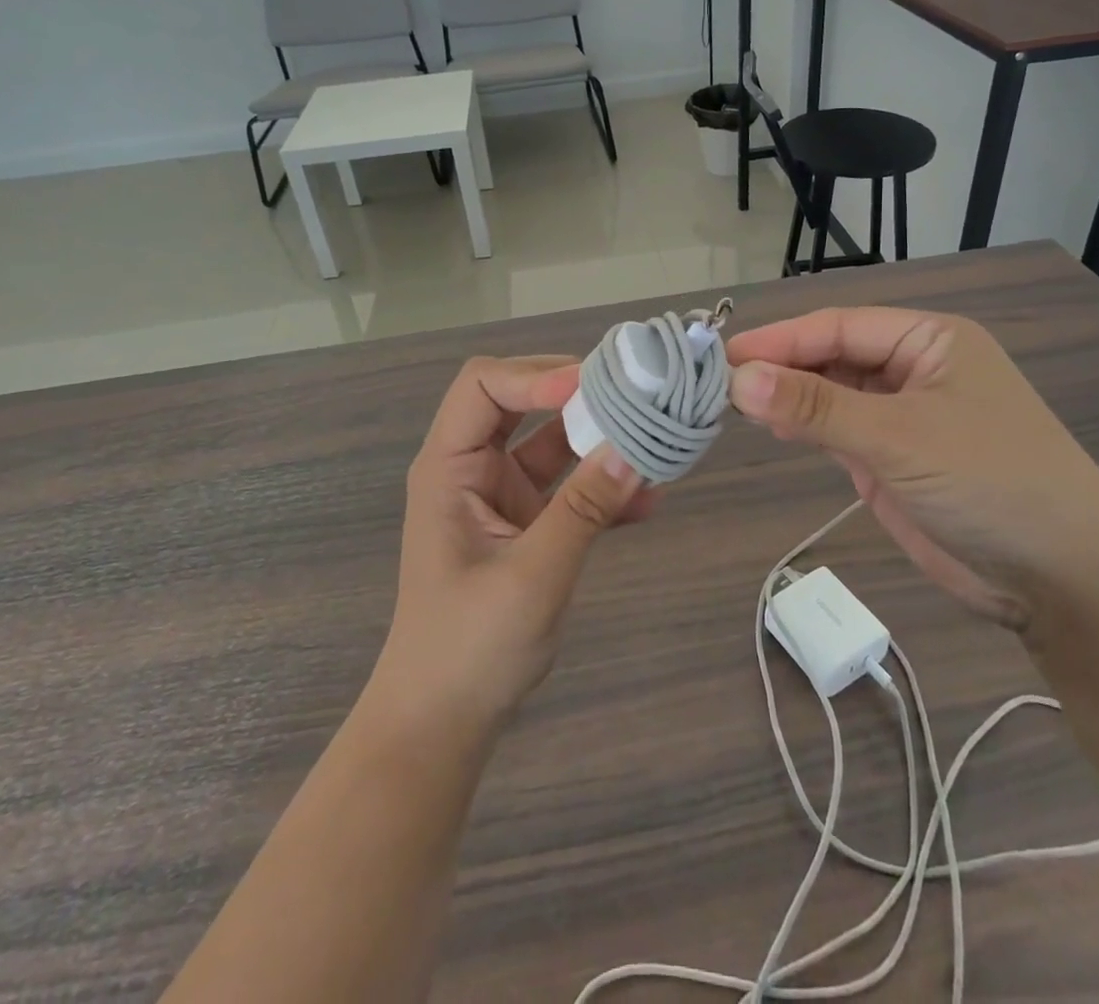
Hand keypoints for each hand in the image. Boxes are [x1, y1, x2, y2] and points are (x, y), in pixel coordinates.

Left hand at [370, 357, 648, 737]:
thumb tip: (634, 451)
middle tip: (633, 394)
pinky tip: (648, 502)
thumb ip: (583, 511)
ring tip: (653, 440)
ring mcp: (501, 497)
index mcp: (450, 467)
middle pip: (521, 403)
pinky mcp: (527, 525)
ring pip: (552, 444)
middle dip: (575, 396)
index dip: (535, 376)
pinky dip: (603, 489)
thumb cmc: (469, 647)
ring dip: (598, 441)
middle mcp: (473, 469)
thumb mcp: (532, 576)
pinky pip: (569, 489)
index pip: (483, 387)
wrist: (444, 722)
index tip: (593, 385)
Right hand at [728, 308, 1098, 631]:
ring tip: (733, 405)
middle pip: (831, 356)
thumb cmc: (991, 483)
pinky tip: (771, 429)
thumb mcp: (898, 437)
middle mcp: (915, 369)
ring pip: (830, 394)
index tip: (722, 357)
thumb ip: (815, 407)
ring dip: (787, 397)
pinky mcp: (894, 460)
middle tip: (716, 384)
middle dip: (780, 368)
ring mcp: (904, 417)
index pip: (838, 326)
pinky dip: (803, 428)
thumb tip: (738, 378)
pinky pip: (838, 431)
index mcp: (929, 340)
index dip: (779, 339)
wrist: (1064, 581)